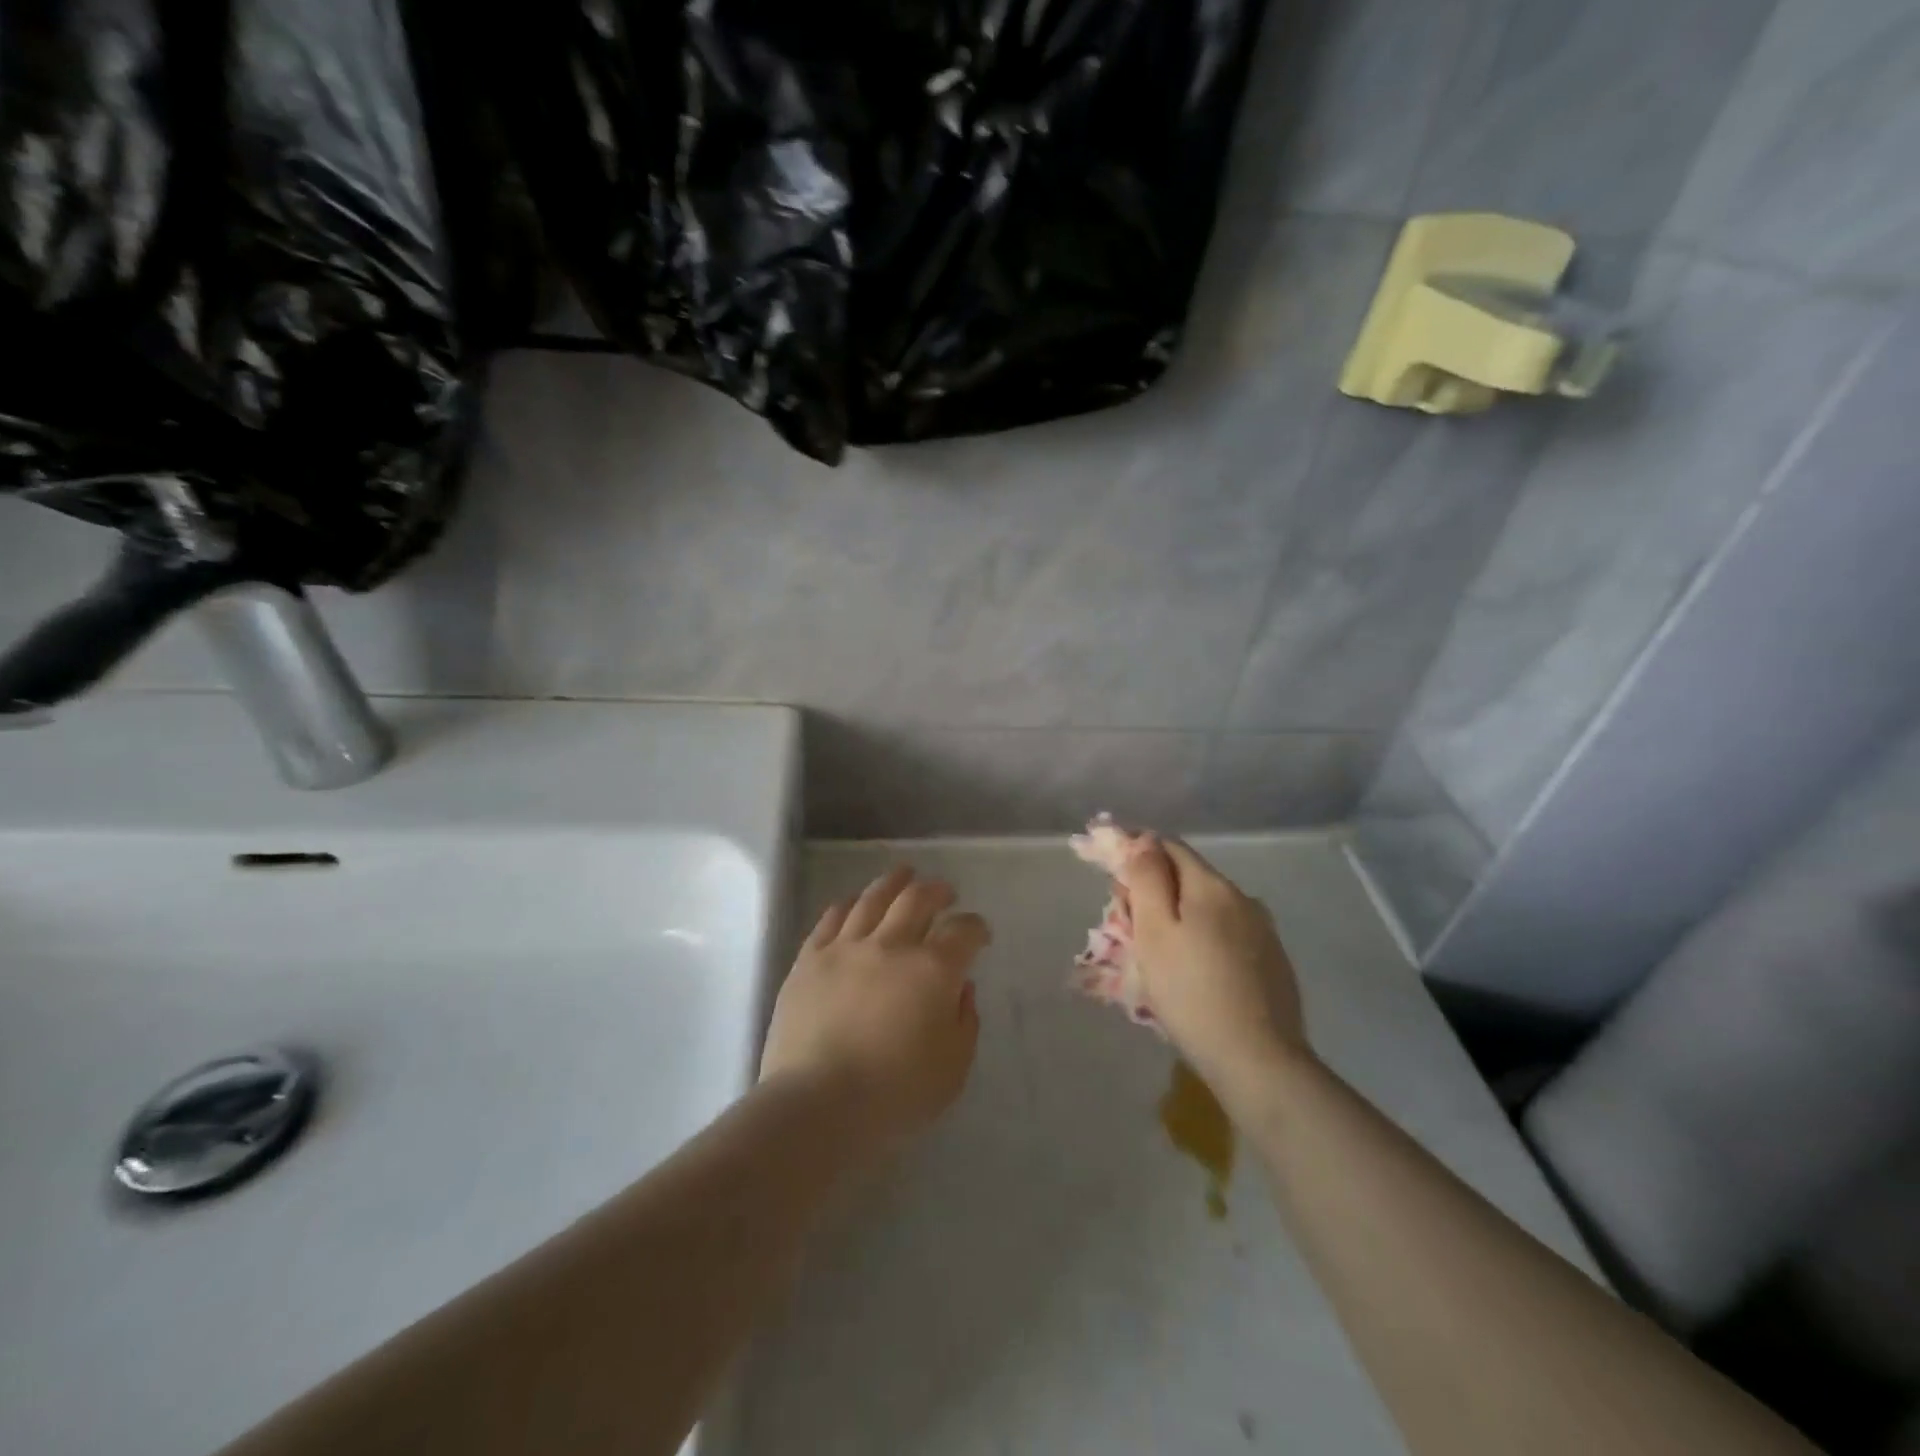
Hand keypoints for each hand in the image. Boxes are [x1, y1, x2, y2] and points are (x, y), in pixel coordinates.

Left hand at [760, 866, 987, 1155]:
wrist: (816, 1105)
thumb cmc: (894, 1095)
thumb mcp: (952, 1069)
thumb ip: (965, 1022)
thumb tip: (960, 988)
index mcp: (933, 970)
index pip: (963, 931)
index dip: (976, 927)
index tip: (979, 934)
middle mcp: (891, 945)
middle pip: (918, 898)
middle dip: (937, 890)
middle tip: (945, 892)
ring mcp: (846, 947)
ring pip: (874, 898)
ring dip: (894, 882)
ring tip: (904, 875)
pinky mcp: (810, 958)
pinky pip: (832, 916)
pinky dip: (849, 903)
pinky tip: (855, 902)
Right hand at [1117, 838, 1311, 1108]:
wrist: (1259, 1062)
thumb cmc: (1191, 993)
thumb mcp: (1154, 932)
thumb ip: (1147, 879)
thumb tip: (1144, 840)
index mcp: (1212, 886)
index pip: (1168, 847)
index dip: (1137, 854)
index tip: (1113, 880)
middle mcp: (1243, 898)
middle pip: (1188, 878)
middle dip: (1155, 891)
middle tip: (1126, 926)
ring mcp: (1263, 931)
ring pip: (1209, 909)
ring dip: (1179, 918)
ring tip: (1157, 956)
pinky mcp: (1273, 963)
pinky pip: (1227, 936)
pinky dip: (1203, 941)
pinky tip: (1194, 974)